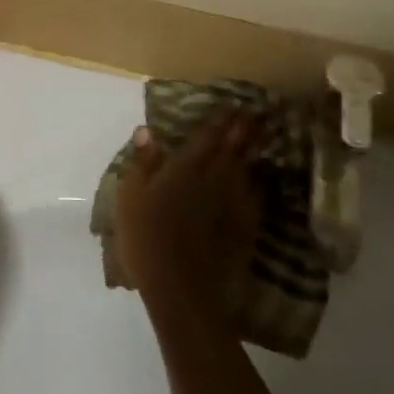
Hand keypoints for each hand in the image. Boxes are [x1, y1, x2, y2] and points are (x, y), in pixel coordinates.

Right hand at [116, 113, 259, 333]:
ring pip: (246, 170)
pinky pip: (253, 198)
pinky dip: (258, 183)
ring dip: (255, 150)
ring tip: (263, 136)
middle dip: (244, 129)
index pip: (206, 137)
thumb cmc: (146, 239)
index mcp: (184, 169)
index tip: (233, 104)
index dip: (220, 120)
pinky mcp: (243, 229)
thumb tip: (147, 130)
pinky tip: (259, 180)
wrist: (181, 289)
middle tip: (257, 113)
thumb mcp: (130, 197)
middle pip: (232, 149)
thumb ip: (142, 162)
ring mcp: (231, 205)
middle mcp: (213, 180)